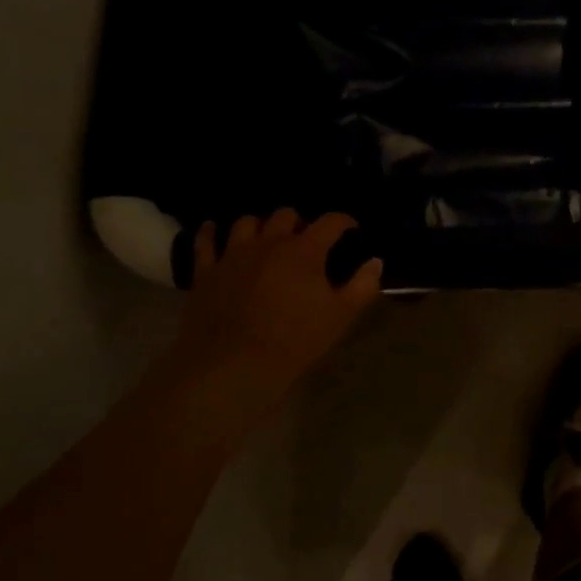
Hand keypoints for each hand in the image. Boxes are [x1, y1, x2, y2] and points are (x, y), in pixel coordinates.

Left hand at [164, 211, 382, 420]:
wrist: (232, 366)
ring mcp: (234, 254)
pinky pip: (205, 242)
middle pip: (286, 215)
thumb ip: (363, 285)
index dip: (345, 222)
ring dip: (260, 226)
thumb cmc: (294, 340)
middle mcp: (269, 242)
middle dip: (300, 223)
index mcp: (305, 250)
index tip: (352, 230)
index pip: (331, 221)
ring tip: (266, 239)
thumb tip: (375, 262)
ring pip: (247, 222)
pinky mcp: (206, 271)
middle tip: (307, 241)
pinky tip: (213, 230)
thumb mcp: (341, 316)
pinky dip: (210, 233)